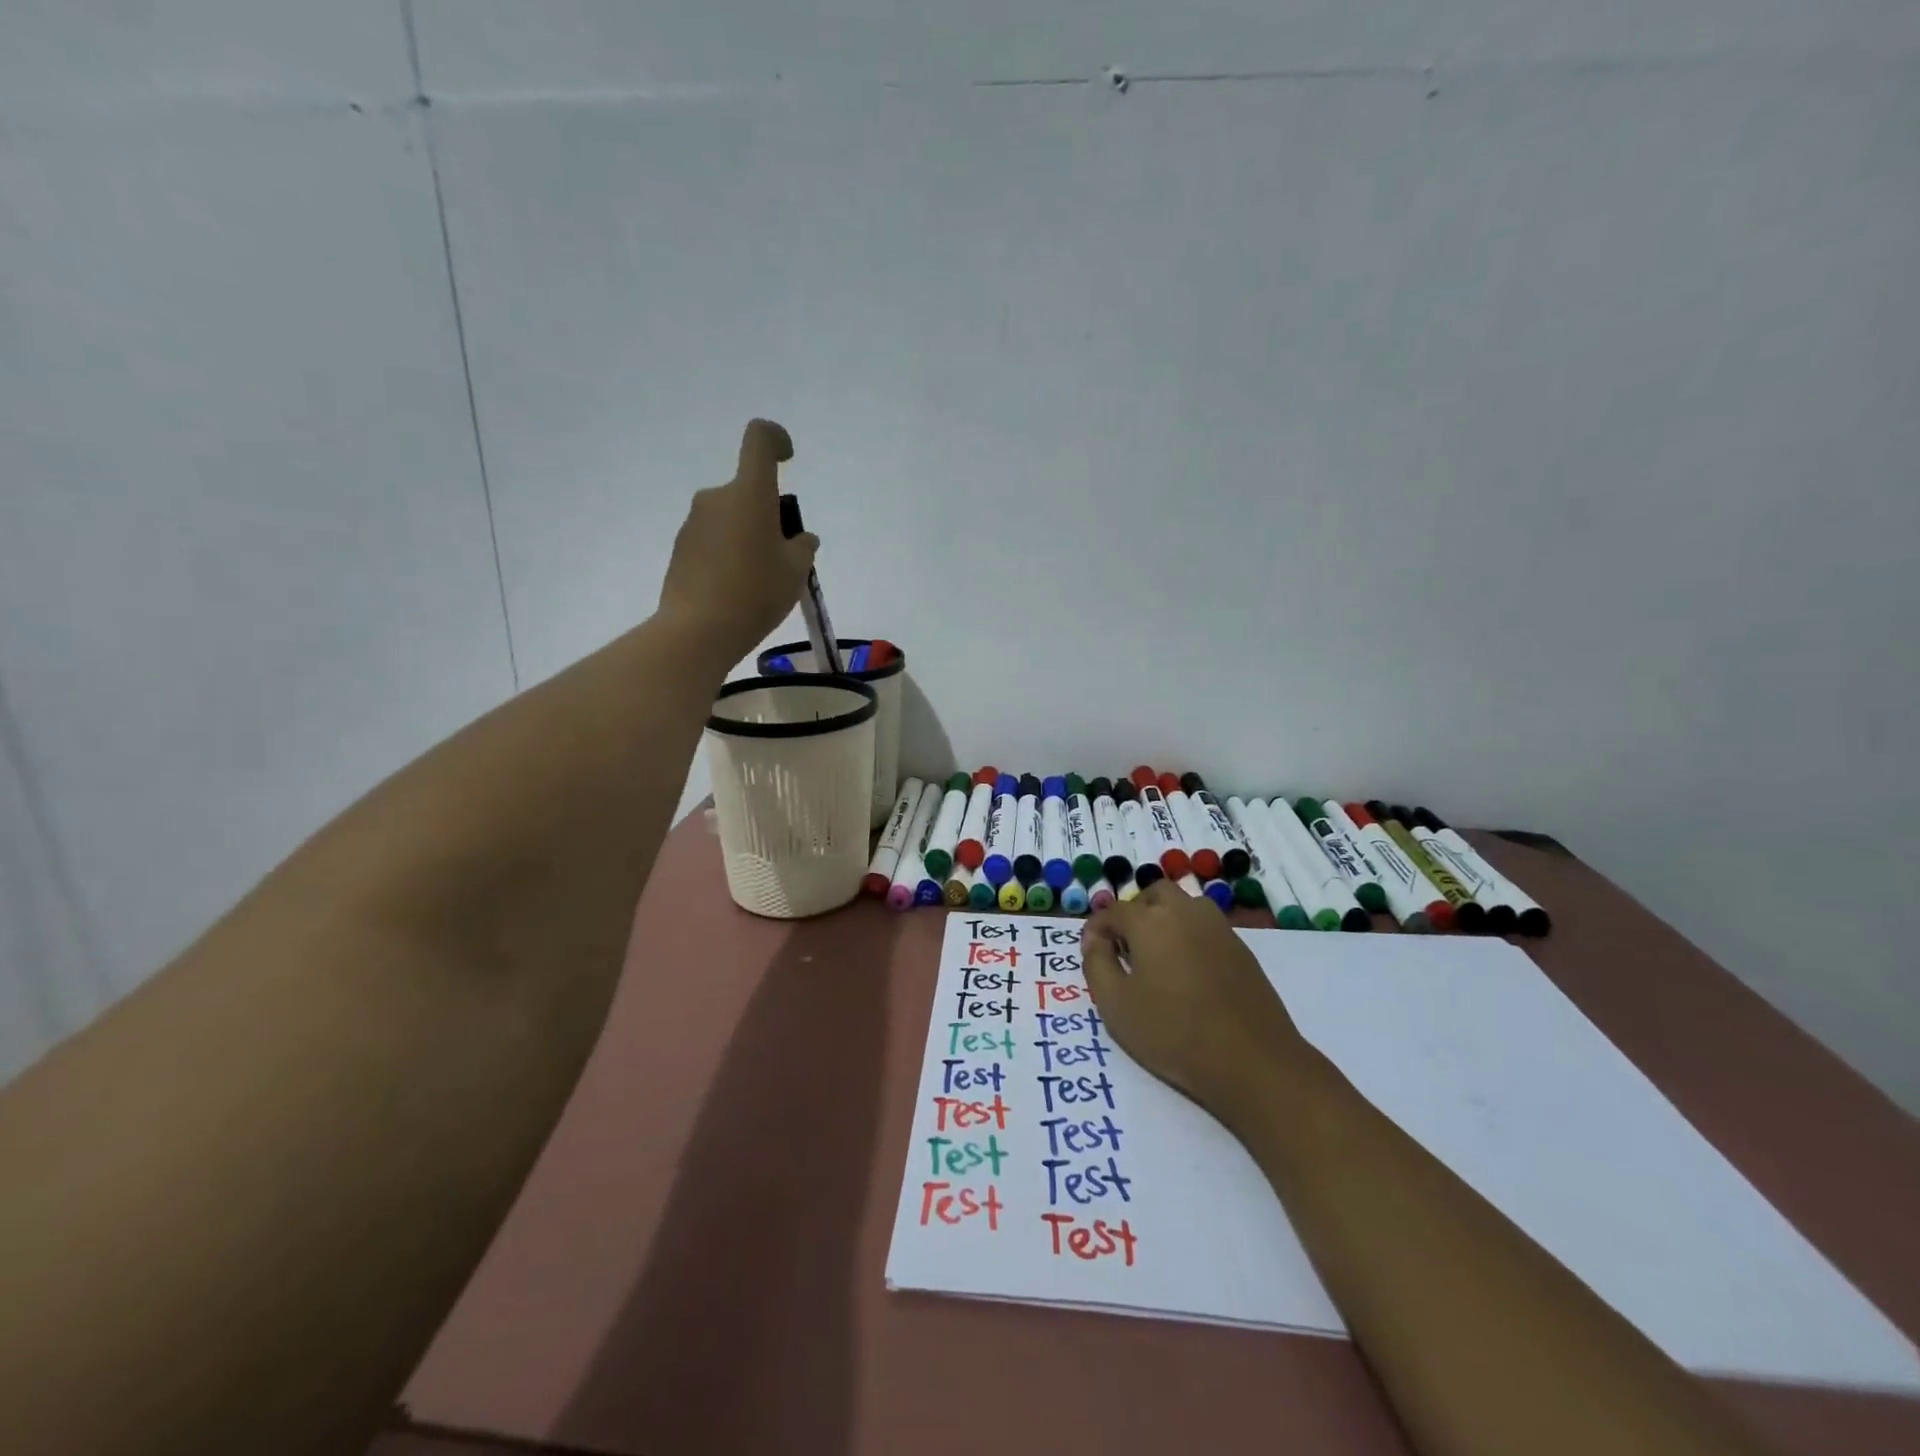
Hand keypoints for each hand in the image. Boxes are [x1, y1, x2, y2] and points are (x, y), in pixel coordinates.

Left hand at [658, 419, 818, 664]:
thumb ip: (802, 547)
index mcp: (749, 493)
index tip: (788, 460)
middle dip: (768, 516)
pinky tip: (737, 592)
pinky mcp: (681, 549)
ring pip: (731, 519)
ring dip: (748, 538)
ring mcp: (694, 523)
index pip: (759, 439)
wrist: (698, 630)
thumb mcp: (796, 572)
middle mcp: (717, 498)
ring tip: (761, 582)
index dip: (776, 440)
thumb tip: (799, 539)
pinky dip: (729, 556)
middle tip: (783, 559)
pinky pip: (714, 541)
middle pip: (748, 491)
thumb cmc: (756, 593)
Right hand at [1083, 881, 1308, 1126]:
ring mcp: (1218, 928)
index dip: (1096, 929)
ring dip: (1164, 919)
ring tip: (1157, 957)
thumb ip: (1096, 964)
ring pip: (1184, 906)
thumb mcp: (1115, 1005)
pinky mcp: (1241, 948)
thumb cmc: (1174, 1033)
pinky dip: (1189, 936)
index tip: (1091, 952)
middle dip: (1134, 913)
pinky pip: (1205, 927)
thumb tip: (1095, 940)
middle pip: (1153, 895)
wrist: (1253, 1061)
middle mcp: (1185, 912)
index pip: (1113, 911)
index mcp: (1150, 921)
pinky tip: (1187, 973)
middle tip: (1126, 948)